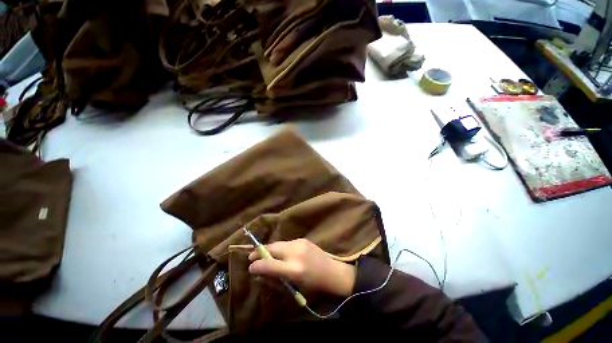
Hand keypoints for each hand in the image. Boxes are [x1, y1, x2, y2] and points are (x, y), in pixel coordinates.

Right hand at [248, 239, 355, 296]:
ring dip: (270, 249)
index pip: (270, 265)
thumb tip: (259, 272)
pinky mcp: (303, 239)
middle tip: (251, 257)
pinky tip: (280, 253)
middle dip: (259, 252)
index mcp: (294, 269)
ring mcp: (300, 243)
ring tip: (264, 255)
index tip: (249, 267)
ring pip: (278, 244)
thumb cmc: (313, 284)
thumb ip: (276, 278)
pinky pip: (286, 243)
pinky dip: (280, 248)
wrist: (332, 271)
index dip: (257, 265)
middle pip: (272, 248)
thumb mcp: (294, 285)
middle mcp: (296, 253)